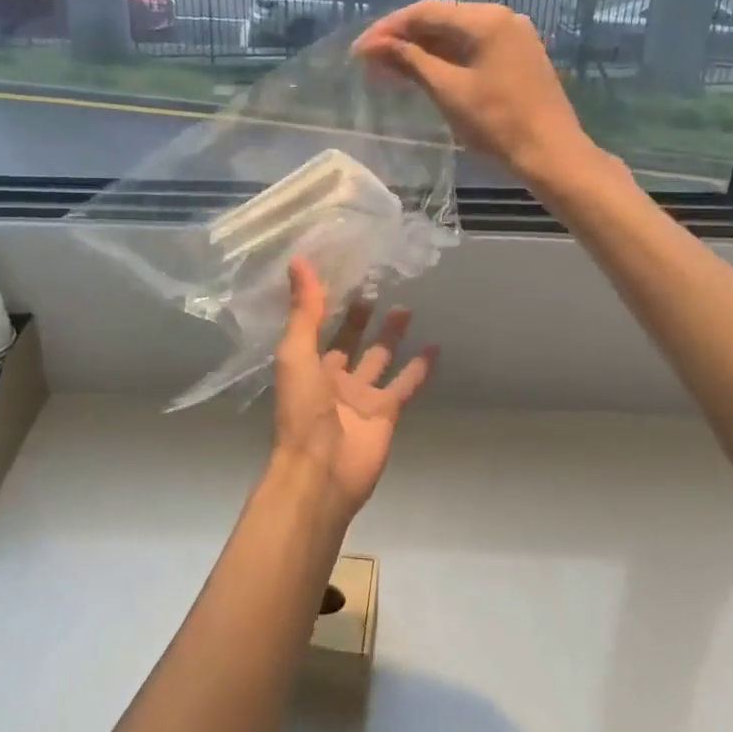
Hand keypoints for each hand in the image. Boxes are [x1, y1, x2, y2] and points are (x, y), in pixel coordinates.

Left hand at [272, 259, 436, 525]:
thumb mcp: (296, 353)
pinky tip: (435, 347)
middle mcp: (333, 377)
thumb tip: (299, 260)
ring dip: (391, 336)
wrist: (321, 471)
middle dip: (362, 316)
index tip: (344, 274)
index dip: (330, 303)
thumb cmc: (302, 410)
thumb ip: (303, 310)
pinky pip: (405, 384)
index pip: (319, 325)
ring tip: (407, 307)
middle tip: (379, 285)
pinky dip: (420, 368)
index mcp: (307, 363)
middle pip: (350, 340)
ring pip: (380, 358)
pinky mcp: (386, 413)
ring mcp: (361, 396)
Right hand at [354, 1, 595, 186]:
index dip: (387, 30)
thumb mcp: (448, 90)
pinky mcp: (518, 56)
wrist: (551, 153)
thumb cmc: (497, 123)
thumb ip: (410, 61)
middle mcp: (501, 17)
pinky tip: (423, 74)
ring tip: (389, 70)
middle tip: (369, 62)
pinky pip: (472, 48)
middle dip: (402, 39)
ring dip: (421, 50)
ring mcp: (513, 36)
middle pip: (440, 19)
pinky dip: (445, 58)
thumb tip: (375, 45)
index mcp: (485, 19)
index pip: (424, 12)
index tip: (359, 51)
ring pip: (456, 35)